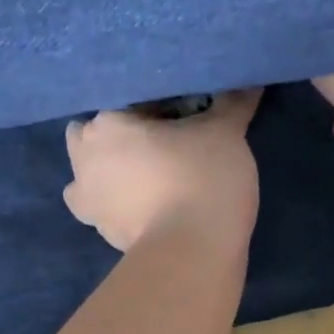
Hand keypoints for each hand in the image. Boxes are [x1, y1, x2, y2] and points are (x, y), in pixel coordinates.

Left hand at [64, 89, 261, 252]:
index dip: (155, 107)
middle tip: (158, 145)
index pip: (129, 101)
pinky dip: (117, 206)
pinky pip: (104, 210)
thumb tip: (249, 80)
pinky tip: (143, 206)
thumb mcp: (226, 132)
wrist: (192, 253)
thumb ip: (232, 103)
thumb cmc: (203, 178)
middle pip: (96, 135)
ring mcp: (87, 201)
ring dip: (108, 172)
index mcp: (107, 123)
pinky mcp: (102, 235)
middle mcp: (85, 158)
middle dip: (117, 137)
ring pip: (90, 175)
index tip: (182, 119)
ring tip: (146, 177)